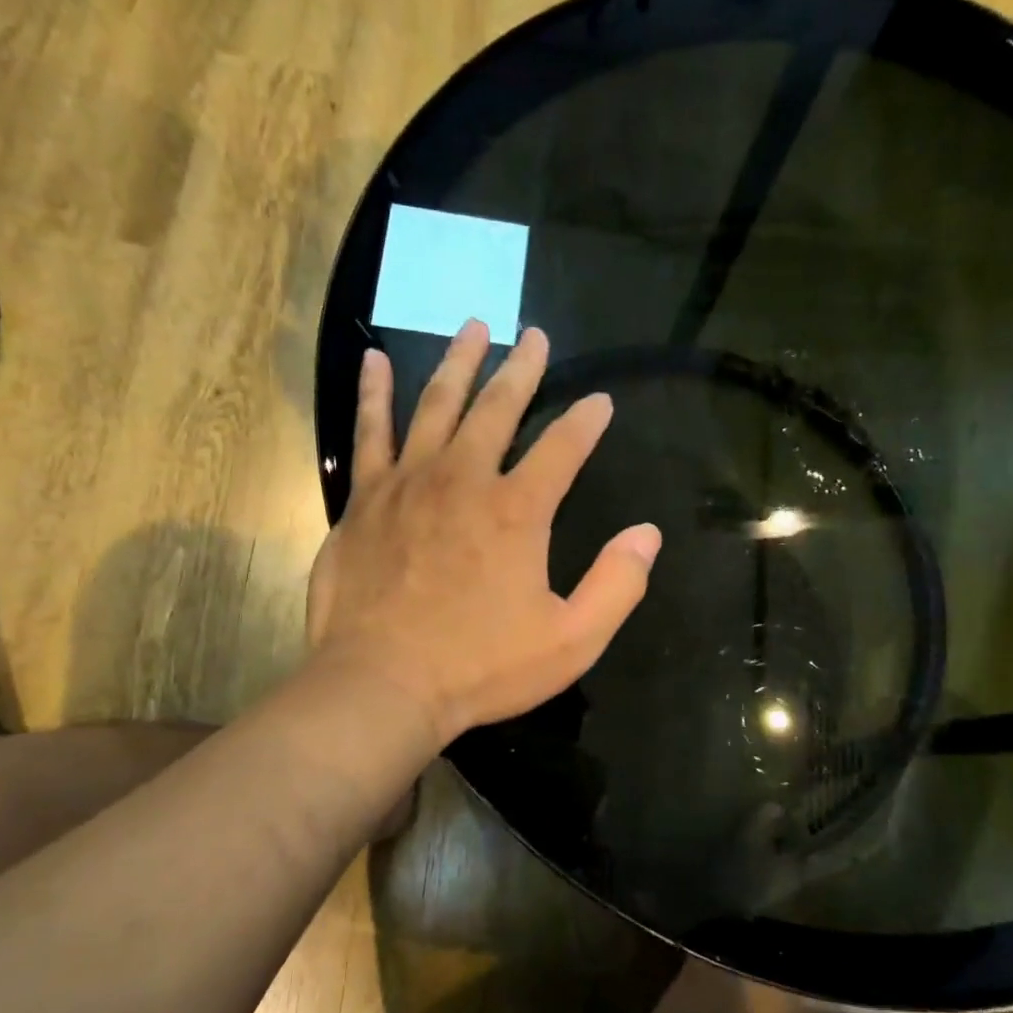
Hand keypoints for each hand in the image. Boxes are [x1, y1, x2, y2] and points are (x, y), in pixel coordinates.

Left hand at [305, 320, 661, 744]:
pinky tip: (376, 360)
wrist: (382, 685)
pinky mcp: (364, 500)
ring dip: (458, 363)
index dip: (587, 422)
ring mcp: (408, 483)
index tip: (601, 402)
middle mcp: (464, 479)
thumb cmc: (481, 667)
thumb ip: (617, 584)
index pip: (564, 448)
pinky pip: (370, 433)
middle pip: (498, 407)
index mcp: (518, 510)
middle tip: (534, 335)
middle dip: (523, 369)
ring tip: (472, 326)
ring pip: (436, 405)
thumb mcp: (571, 640)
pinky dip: (375, 394)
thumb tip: (648, 534)